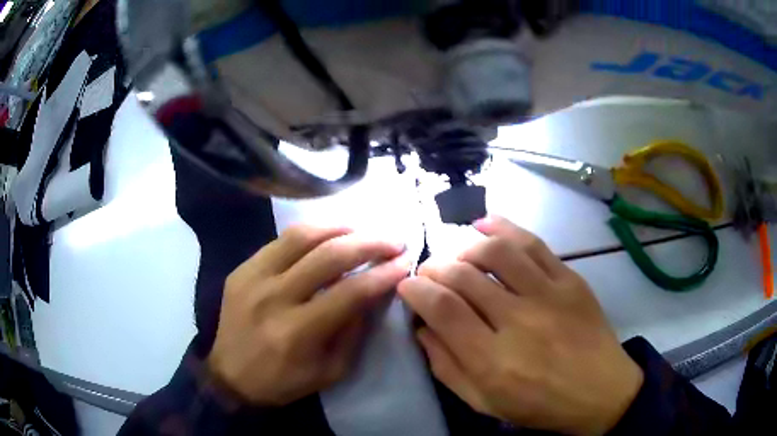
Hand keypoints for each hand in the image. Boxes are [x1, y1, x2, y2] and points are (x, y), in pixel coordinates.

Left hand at [207, 225, 409, 405]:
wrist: (229, 375)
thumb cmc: (283, 381)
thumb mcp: (330, 371)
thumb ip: (354, 332)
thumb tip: (374, 292)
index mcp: (297, 332)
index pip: (350, 293)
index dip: (383, 275)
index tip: (406, 263)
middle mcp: (274, 298)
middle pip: (328, 256)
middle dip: (370, 243)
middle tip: (394, 241)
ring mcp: (253, 278)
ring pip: (302, 236)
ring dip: (339, 228)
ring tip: (363, 231)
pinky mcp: (242, 269)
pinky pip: (280, 240)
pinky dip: (310, 233)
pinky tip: (328, 235)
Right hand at [399, 216, 642, 434]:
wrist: (600, 391)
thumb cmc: (540, 405)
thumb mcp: (484, 403)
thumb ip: (447, 368)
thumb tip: (423, 329)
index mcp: (493, 362)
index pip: (443, 309)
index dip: (417, 290)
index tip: (408, 286)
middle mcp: (519, 322)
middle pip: (464, 276)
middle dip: (435, 268)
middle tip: (428, 272)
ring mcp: (549, 296)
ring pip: (496, 252)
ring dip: (465, 247)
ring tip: (456, 256)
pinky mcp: (570, 280)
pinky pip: (533, 243)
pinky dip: (504, 227)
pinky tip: (485, 224)